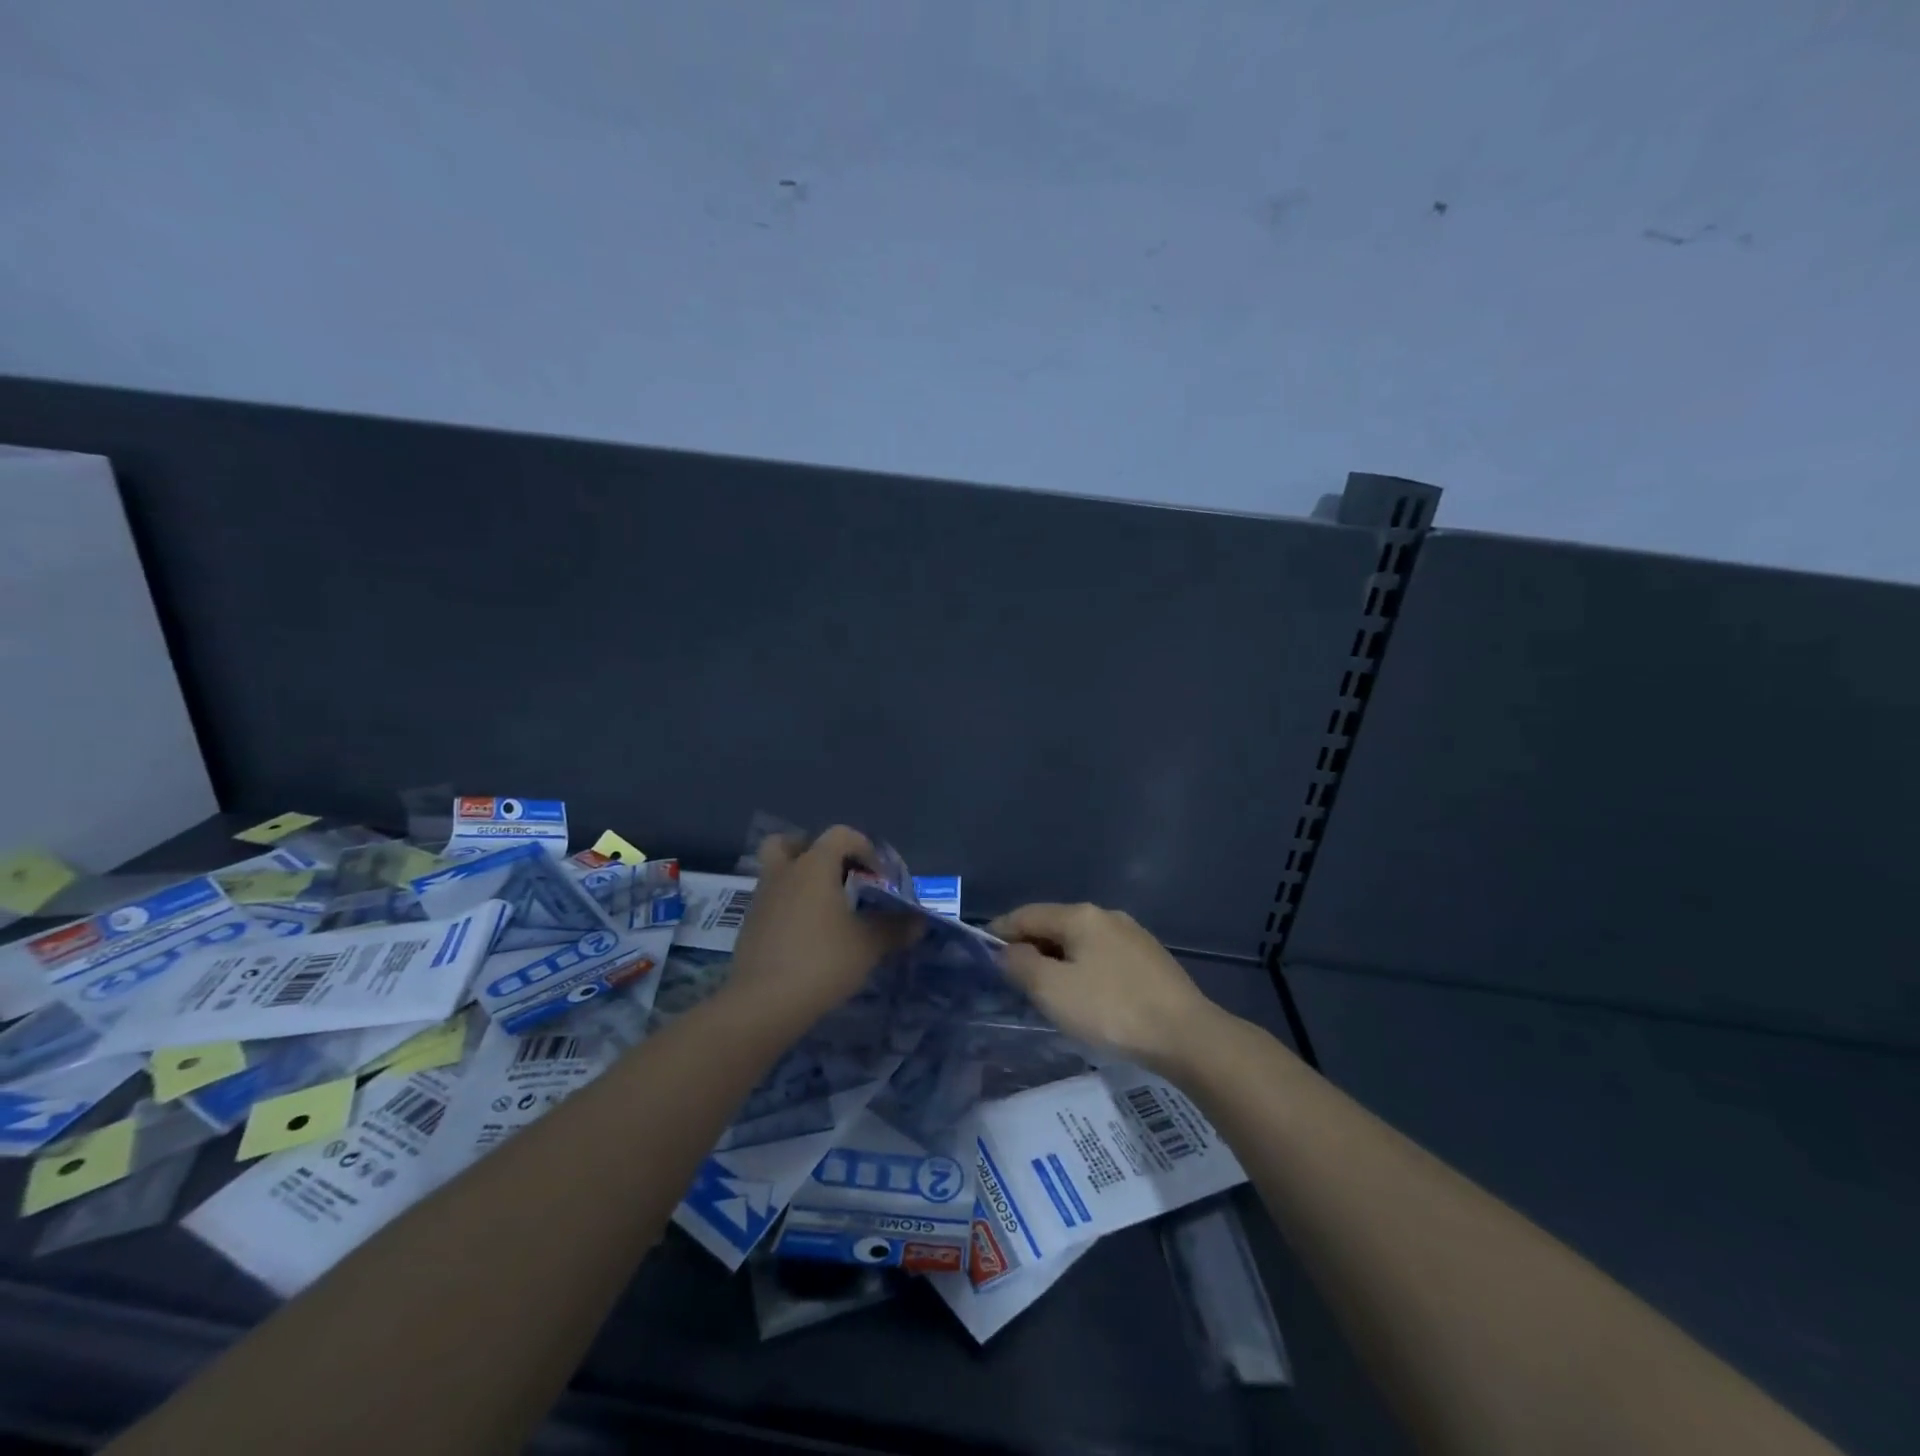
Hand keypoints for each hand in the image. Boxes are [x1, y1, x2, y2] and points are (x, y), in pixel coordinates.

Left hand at [726, 825, 915, 1025]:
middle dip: (814, 852)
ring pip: (778, 873)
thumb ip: (895, 928)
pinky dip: (789, 908)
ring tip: (826, 910)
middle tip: (837, 876)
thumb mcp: (868, 945)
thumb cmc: (822, 961)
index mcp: (814, 865)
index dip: (865, 848)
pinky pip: (772, 902)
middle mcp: (784, 873)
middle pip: (791, 843)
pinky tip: (808, 936)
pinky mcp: (750, 927)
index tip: (879, 877)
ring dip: (800, 881)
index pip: (840, 835)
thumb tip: (919, 922)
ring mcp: (761, 899)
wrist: (763, 1003)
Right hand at [989, 902, 1226, 1073]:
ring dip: (1056, 958)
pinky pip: (1102, 956)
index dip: (999, 931)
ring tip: (1044, 988)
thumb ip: (1021, 966)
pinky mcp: (1149, 959)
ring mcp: (1132, 935)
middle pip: (1054, 925)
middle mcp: (1106, 916)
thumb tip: (1007, 952)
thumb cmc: (1110, 1009)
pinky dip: (1082, 967)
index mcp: (1079, 916)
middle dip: (1029, 946)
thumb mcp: (1052, 990)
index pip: (1026, 914)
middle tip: (1010, 976)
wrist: (1186, 1035)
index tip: (981, 952)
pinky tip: (1084, 993)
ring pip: (1080, 941)